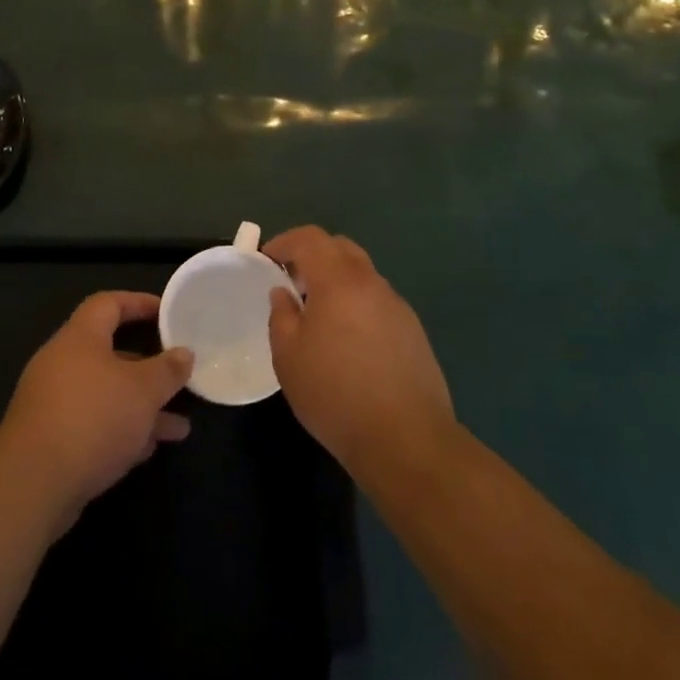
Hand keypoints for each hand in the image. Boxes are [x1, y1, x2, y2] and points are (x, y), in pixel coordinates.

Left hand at [0, 291, 193, 530]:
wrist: (33, 483)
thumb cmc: (93, 418)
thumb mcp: (143, 390)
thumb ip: (167, 370)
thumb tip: (184, 353)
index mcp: (79, 338)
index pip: (108, 304)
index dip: (138, 302)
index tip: (167, 313)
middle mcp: (62, 363)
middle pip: (110, 353)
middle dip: (148, 368)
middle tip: (178, 377)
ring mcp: (54, 402)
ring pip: (106, 395)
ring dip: (142, 407)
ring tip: (180, 427)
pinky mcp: (51, 439)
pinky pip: (94, 423)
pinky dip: (122, 431)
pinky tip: (148, 449)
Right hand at [264, 226, 454, 476]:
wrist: (406, 440)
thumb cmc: (335, 394)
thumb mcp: (288, 356)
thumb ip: (282, 315)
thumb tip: (284, 293)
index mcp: (340, 281)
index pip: (311, 238)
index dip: (284, 241)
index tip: (266, 259)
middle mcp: (372, 284)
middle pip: (341, 248)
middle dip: (312, 255)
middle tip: (291, 281)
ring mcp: (398, 307)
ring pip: (362, 275)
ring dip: (336, 281)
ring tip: (317, 313)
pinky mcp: (413, 331)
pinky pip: (377, 301)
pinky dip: (356, 304)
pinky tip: (347, 340)